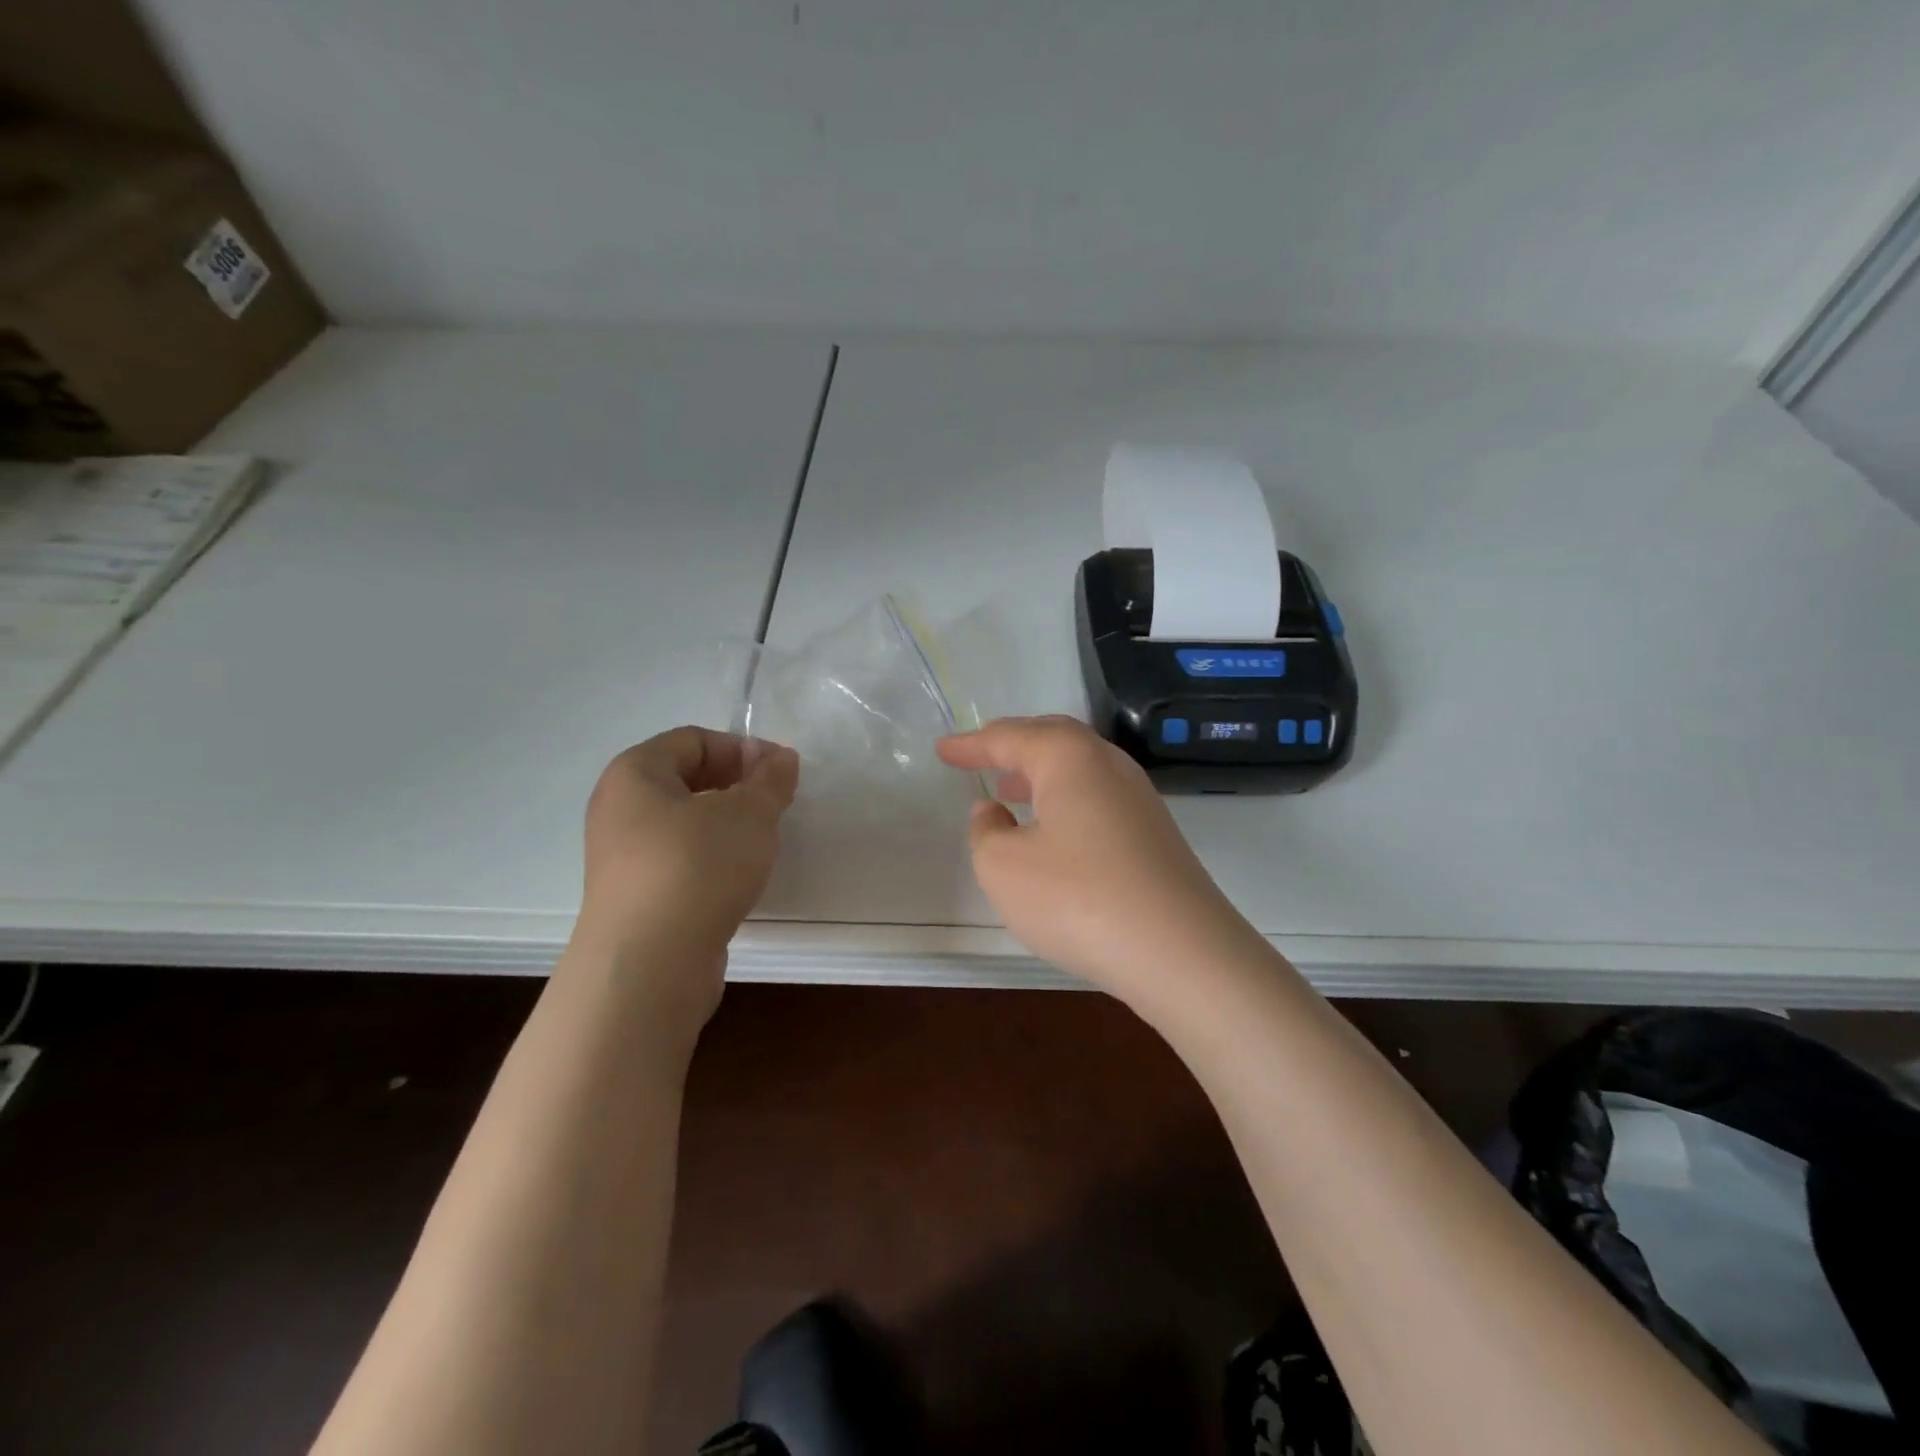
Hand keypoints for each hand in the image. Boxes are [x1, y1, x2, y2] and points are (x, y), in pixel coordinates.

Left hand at [575, 727, 798, 993]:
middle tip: (777, 804)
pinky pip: (680, 861)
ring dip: (727, 825)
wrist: (651, 965)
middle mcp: (619, 809)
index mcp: (635, 774)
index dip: (742, 748)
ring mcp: (623, 857)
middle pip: (687, 779)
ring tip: (763, 841)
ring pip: (685, 824)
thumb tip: (780, 758)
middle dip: (737, 785)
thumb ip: (770, 780)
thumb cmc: (697, 867)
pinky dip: (712, 859)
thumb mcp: (749, 813)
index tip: (781, 772)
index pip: (693, 740)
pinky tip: (739, 877)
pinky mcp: (636, 898)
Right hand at [936, 716, 1264, 1013]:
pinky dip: (1065, 800)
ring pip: (1079, 769)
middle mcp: (1108, 764)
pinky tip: (1053, 831)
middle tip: (980, 755)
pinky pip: (1097, 797)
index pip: (1009, 737)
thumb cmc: (1078, 898)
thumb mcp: (1003, 867)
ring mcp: (1139, 798)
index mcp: (1068, 757)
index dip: (970, 744)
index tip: (943, 749)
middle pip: (1052, 739)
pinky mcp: (1154, 833)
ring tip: (1008, 789)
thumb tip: (993, 810)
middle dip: (1012, 745)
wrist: (1181, 952)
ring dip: (1039, 773)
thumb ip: (986, 831)